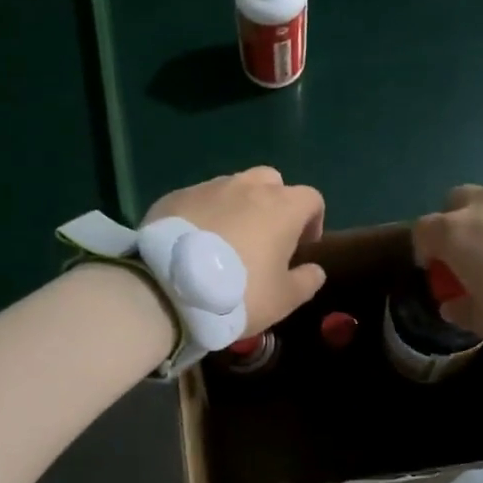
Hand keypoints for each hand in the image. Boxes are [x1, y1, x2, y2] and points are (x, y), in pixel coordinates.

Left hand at [145, 168, 327, 334]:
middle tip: (264, 238)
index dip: (312, 221)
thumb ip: (306, 281)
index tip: (302, 247)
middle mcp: (248, 187)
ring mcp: (209, 187)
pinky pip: (200, 200)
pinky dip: (205, 215)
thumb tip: (315, 270)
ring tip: (226, 241)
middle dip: (274, 204)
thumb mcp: (283, 300)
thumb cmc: (238, 294)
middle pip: (271, 182)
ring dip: (238, 207)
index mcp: (282, 207)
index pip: (311, 199)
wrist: (168, 290)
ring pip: (233, 188)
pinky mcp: (176, 196)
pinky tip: (194, 244)